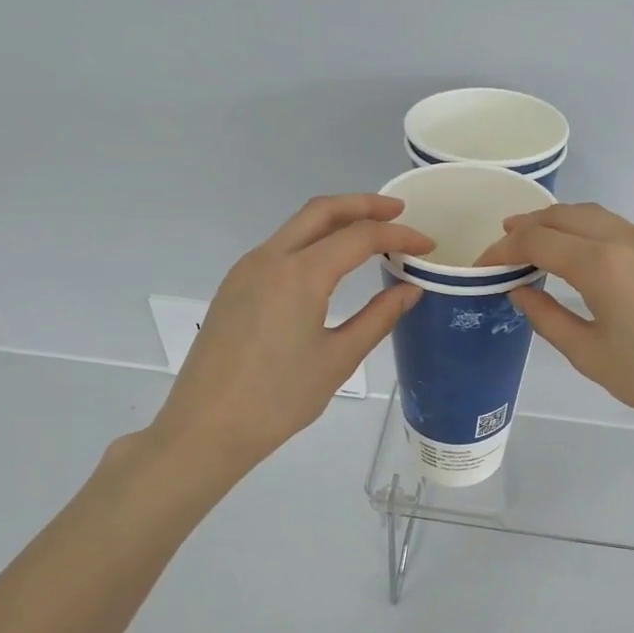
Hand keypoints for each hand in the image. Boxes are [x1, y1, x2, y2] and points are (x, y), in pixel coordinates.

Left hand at [148, 194, 430, 475]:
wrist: (206, 427)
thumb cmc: (279, 399)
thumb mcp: (338, 359)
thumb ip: (378, 318)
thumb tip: (410, 289)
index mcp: (300, 275)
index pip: (360, 237)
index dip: (399, 236)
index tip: (427, 246)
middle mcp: (270, 258)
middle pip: (322, 211)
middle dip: (364, 205)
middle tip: (400, 213)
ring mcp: (246, 269)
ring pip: (297, 226)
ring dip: (336, 221)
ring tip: (371, 236)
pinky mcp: (235, 285)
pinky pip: (280, 247)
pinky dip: (313, 241)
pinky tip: (331, 264)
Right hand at [477, 203, 633, 442]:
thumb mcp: (589, 354)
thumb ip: (547, 317)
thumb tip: (519, 291)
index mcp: (602, 265)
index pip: (538, 241)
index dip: (504, 249)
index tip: (483, 264)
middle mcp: (628, 239)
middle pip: (567, 215)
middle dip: (530, 224)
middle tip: (504, 242)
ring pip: (597, 217)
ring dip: (562, 224)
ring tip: (538, 243)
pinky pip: (621, 230)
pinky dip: (591, 233)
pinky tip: (584, 257)